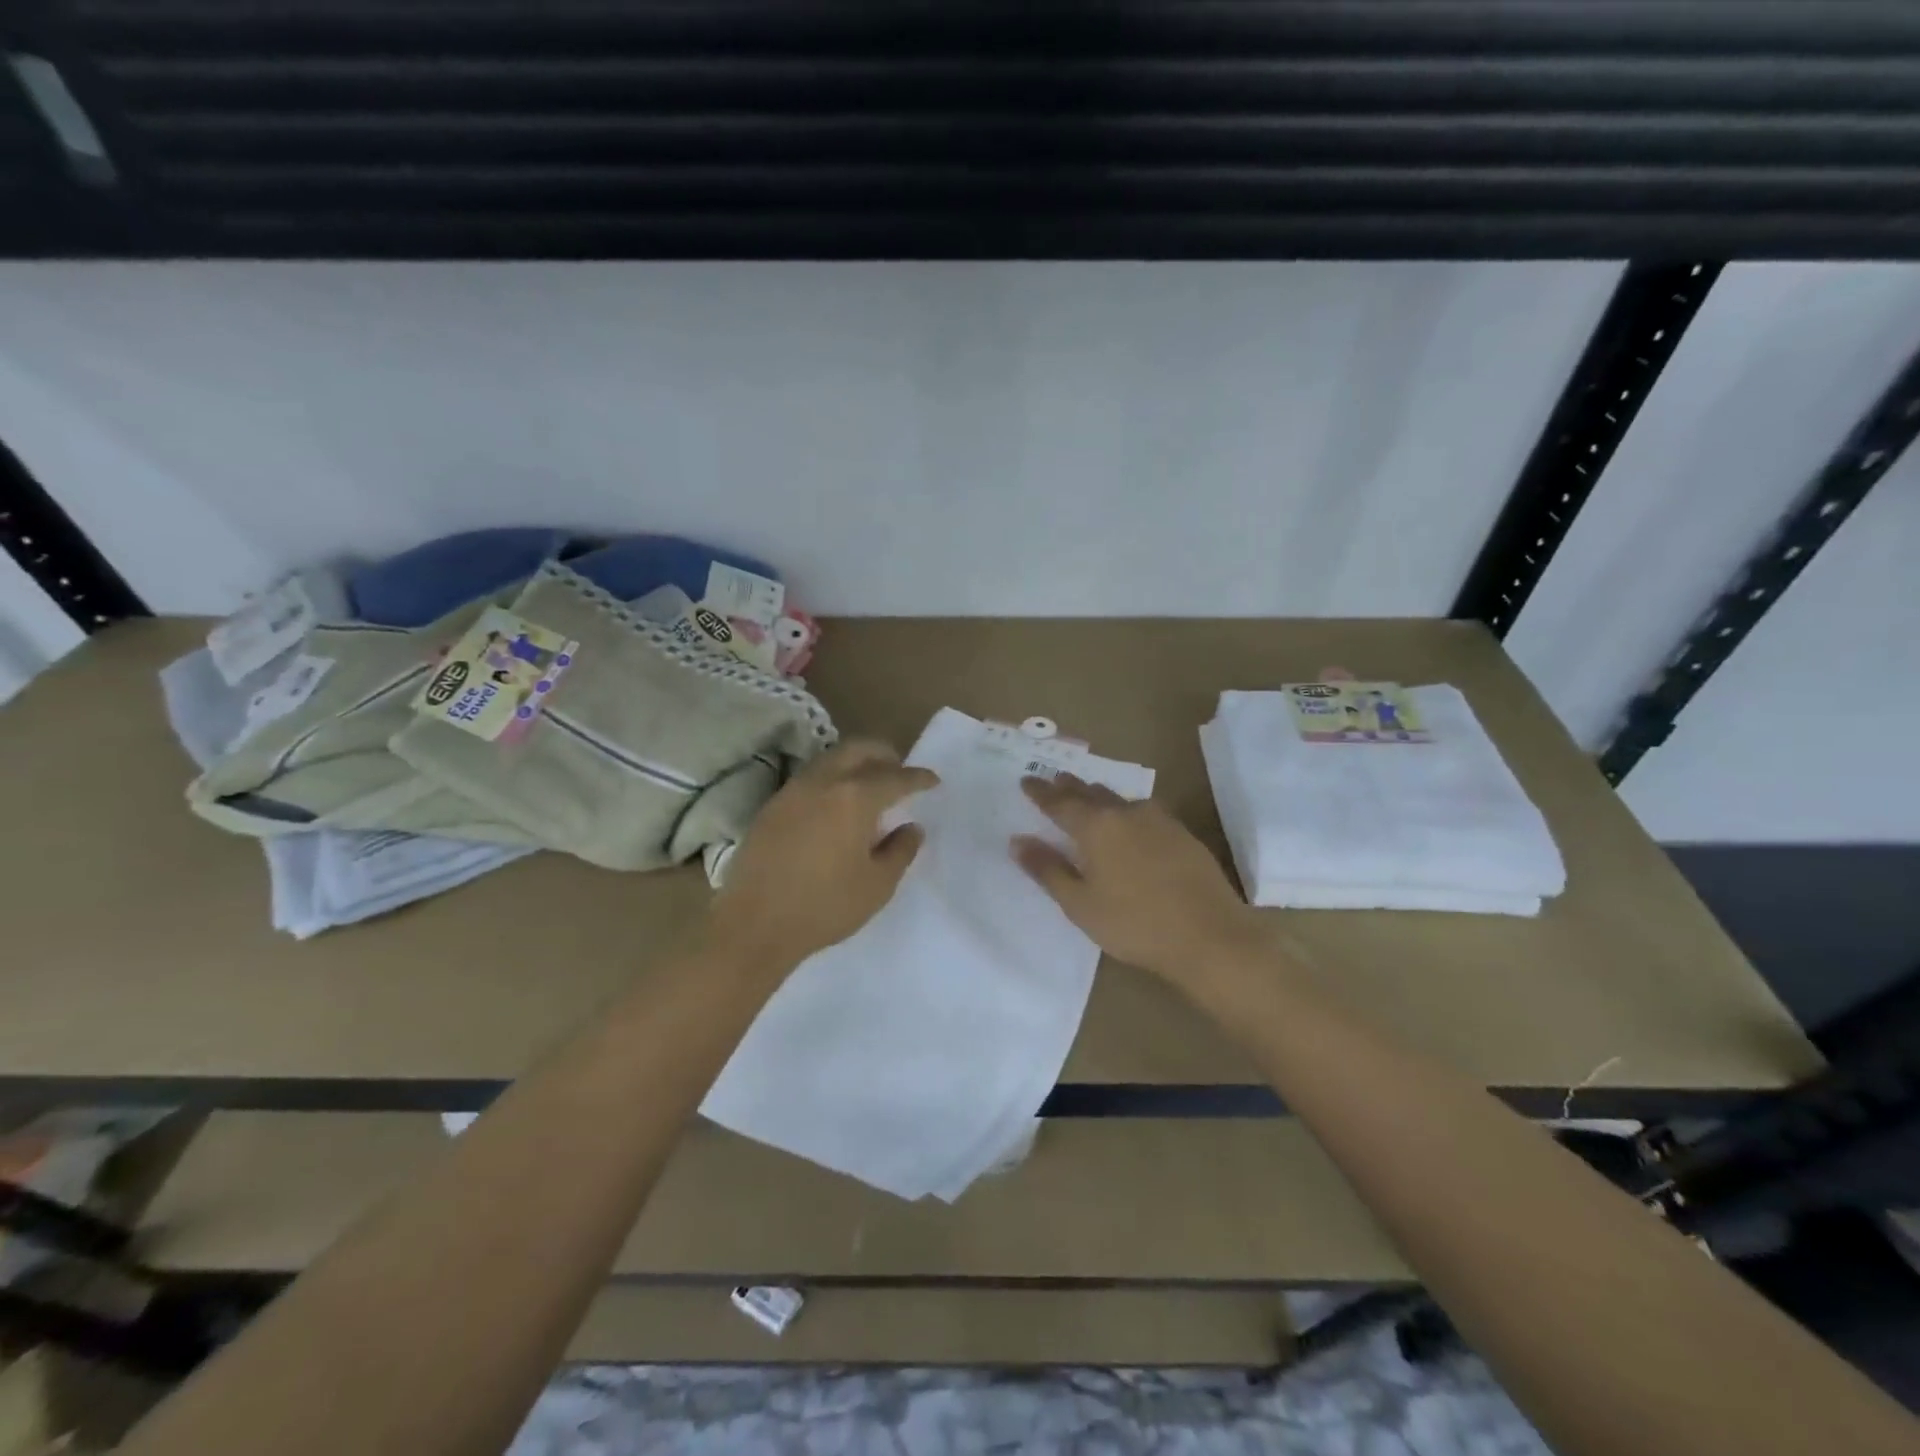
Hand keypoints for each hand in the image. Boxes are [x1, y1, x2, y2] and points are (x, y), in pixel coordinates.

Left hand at [709, 741, 936, 968]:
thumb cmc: (824, 907)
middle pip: (859, 749)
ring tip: (869, 786)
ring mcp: (792, 791)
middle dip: (885, 754)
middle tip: (900, 771)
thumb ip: (900, 851)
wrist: (753, 924)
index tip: (933, 781)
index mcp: (855, 798)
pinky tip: (836, 804)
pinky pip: (810, 777)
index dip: (918, 778)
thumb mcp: (877, 885)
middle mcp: (823, 782)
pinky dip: (832, 778)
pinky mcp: (772, 806)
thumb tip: (911, 828)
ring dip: (856, 762)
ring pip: (831, 758)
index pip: (896, 777)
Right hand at [1014, 774, 1260, 986]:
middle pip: (1091, 792)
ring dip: (1100, 796)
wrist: (1210, 936)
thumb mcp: (1080, 904)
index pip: (1059, 802)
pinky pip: (1145, 812)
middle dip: (1069, 786)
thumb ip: (1048, 870)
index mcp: (1096, 827)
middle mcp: (1126, 813)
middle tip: (1054, 779)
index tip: (1025, 780)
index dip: (1040, 792)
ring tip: (1089, 796)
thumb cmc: (1134, 924)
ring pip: (1120, 799)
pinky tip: (1130, 822)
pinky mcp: (1183, 834)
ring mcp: (1159, 821)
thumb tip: (1017, 841)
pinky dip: (1127, 811)